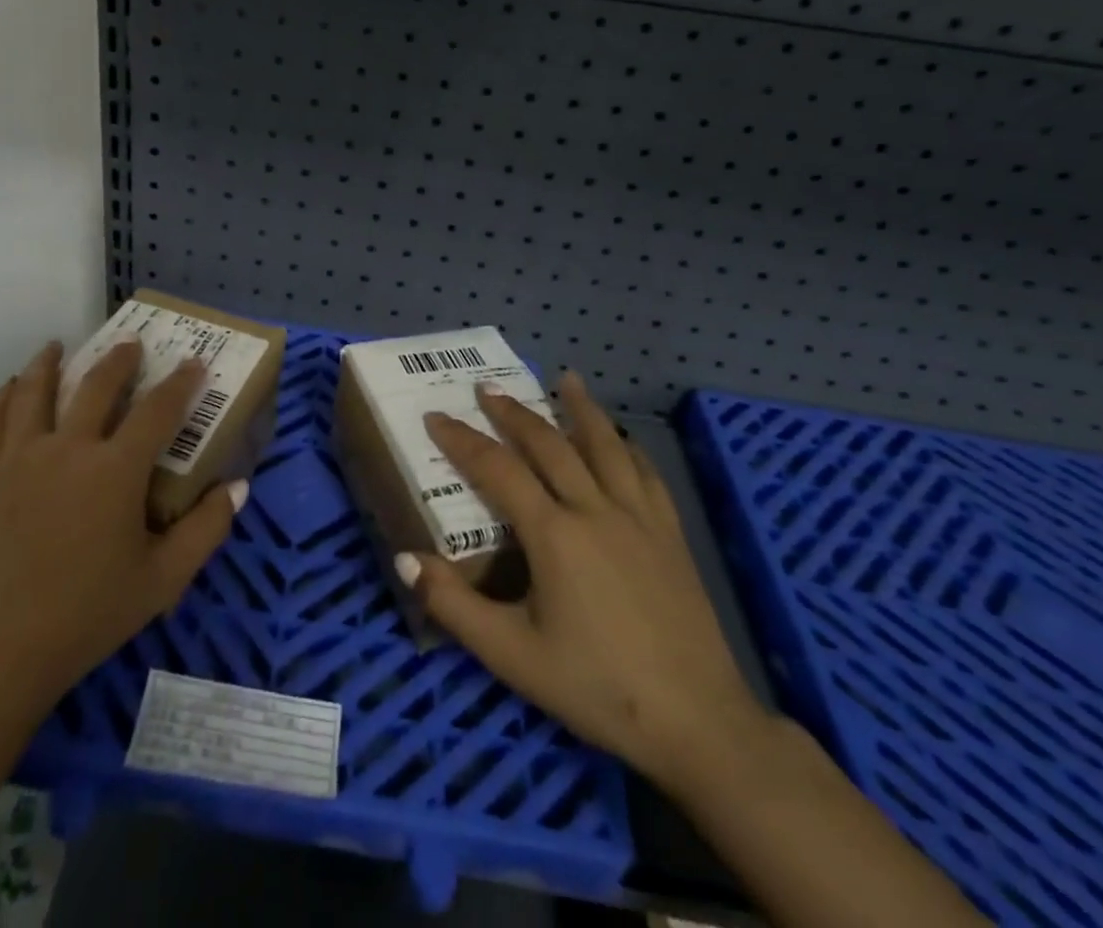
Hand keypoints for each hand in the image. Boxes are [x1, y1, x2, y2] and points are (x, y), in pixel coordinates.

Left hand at [0, 339, 245, 715]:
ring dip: (50, 363)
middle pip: (96, 386)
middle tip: (130, 342)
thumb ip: (206, 530)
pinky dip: (2, 398)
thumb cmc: (87, 616)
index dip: (181, 383)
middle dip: (119, 359)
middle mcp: (67, 448)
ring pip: (34, 391)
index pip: (158, 410)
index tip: (194, 363)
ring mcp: (18, 458)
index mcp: (115, 469)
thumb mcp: (163, 580)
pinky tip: (10, 389)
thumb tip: (238, 486)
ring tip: (58, 346)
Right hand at [401, 374, 774, 794]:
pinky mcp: (671, 535)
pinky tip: (622, 439)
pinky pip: (646, 474)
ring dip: (580, 409)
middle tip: (487, 388)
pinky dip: (627, 446)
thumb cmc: (597, 688)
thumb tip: (404, 559)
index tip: (435, 416)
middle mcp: (595, 509)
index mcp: (553, 533)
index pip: (497, 469)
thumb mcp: (512, 655)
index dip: (462, 440)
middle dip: (513, 413)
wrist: (698, 723)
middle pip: (549, 444)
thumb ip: (454, 605)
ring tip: (565, 379)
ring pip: (605, 446)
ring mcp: (639, 518)